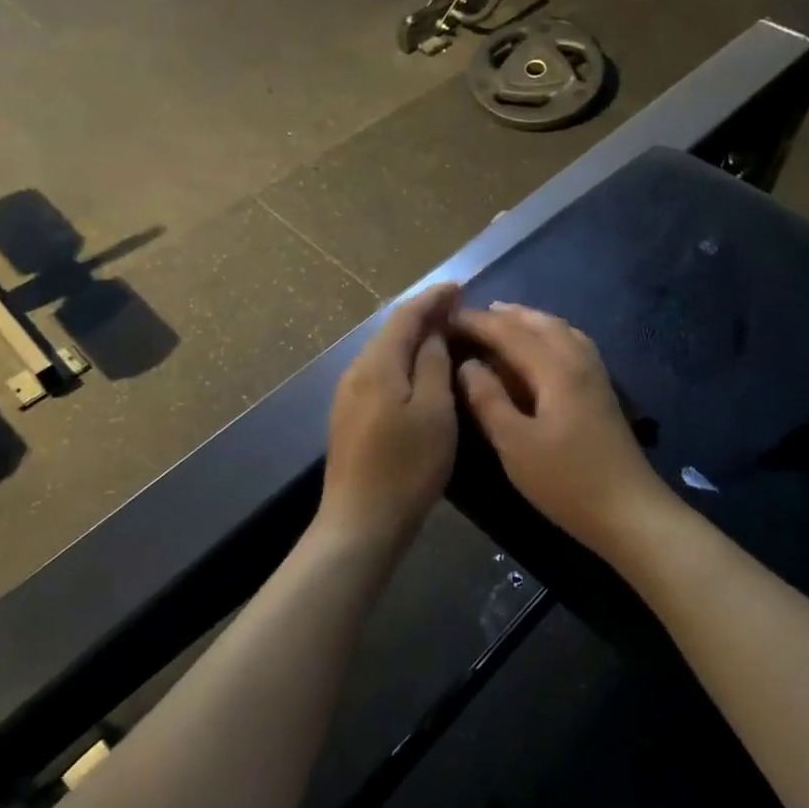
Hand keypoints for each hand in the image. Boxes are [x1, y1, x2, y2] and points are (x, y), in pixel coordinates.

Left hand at [319, 284, 460, 550]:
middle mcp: (357, 372)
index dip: (433, 299)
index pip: (406, 316)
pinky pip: (380, 374)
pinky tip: (420, 373)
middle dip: (423, 316)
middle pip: (391, 332)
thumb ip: (434, 365)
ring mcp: (349, 396)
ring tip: (444, 335)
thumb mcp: (434, 412)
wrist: (361, 521)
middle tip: (457, 310)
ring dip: (413, 340)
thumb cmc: (406, 465)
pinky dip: (403, 363)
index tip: (459, 286)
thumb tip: (433, 333)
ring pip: (385, 353)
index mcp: (378, 364)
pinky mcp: (350, 418)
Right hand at [452, 303, 669, 552]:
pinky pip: (570, 343)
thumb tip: (467, 364)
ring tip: (500, 322)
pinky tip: (538, 349)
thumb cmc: (566, 481)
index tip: (444, 318)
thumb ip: (488, 399)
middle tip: (467, 317)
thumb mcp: (515, 444)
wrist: (629, 511)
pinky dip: (547, 334)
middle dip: (502, 315)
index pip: (509, 331)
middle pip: (538, 322)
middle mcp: (578, 359)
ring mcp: (594, 373)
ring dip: (527, 320)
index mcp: (555, 368)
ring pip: (558, 329)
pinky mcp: (601, 389)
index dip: (475, 322)